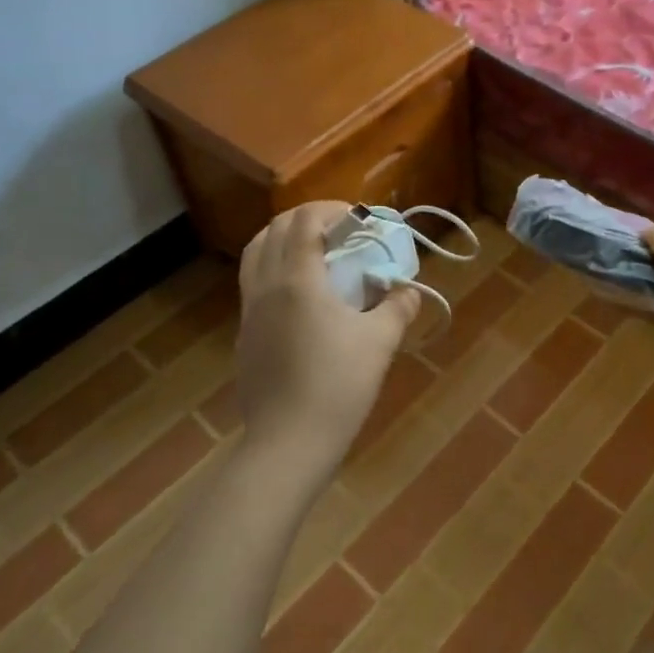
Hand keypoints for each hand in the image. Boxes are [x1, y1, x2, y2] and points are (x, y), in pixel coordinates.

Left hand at [233, 201, 422, 493]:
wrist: (288, 443)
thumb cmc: (338, 386)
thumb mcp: (379, 342)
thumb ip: (397, 308)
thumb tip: (409, 290)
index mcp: (297, 280)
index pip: (304, 220)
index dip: (331, 209)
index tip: (359, 220)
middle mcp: (265, 287)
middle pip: (274, 230)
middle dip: (307, 219)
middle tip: (340, 231)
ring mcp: (249, 312)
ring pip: (256, 254)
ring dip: (285, 240)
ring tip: (317, 253)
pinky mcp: (244, 335)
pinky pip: (254, 283)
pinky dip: (275, 269)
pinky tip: (303, 296)